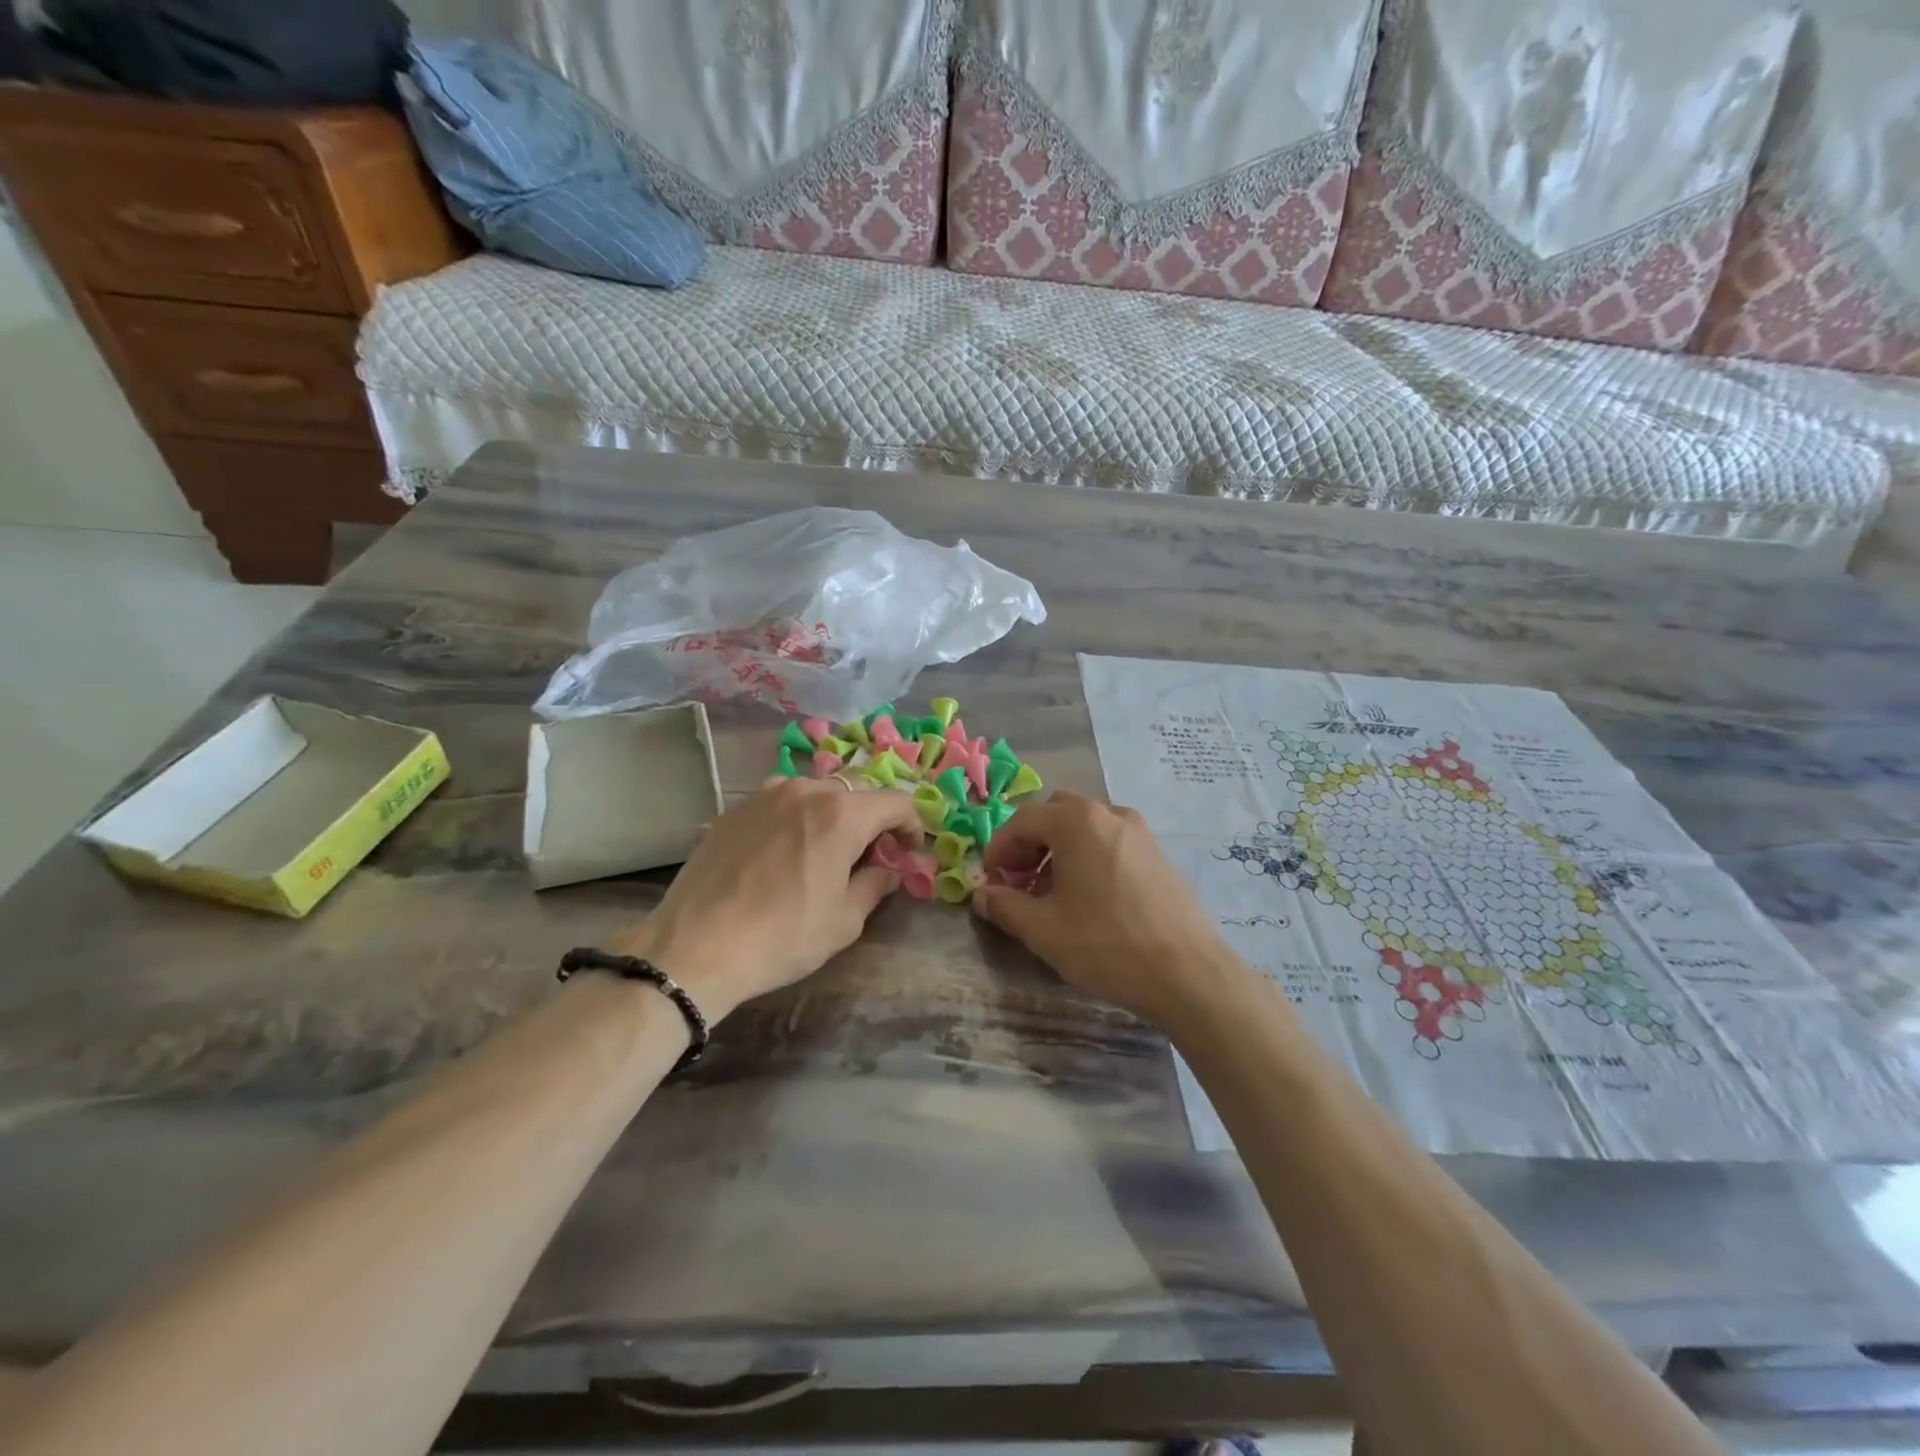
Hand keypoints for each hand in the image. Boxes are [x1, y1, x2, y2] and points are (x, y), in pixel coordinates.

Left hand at [617, 779, 922, 1020]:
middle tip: (869, 856)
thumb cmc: (782, 937)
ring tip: (823, 851)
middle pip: (855, 793)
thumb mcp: (844, 921)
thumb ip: (875, 885)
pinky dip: (795, 818)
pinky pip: (779, 802)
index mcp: (842, 814)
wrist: (695, 946)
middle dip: (872, 821)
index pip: (896, 802)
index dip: (911, 825)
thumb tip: (888, 870)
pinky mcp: (734, 808)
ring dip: (831, 816)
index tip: (908, 852)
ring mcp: (765, 794)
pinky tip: (783, 852)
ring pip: (815, 793)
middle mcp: (806, 791)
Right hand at [972, 792, 1235, 1027]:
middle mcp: (1109, 814)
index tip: (990, 880)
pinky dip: (1088, 857)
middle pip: (1055, 814)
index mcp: (1077, 822)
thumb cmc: (1106, 945)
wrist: (1188, 973)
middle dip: (1030, 843)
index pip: (1022, 820)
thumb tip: (982, 895)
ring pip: (1085, 827)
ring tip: (1053, 894)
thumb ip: (1004, 906)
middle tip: (1019, 881)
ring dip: (1059, 850)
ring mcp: (1139, 832)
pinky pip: (1110, 842)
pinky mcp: (1158, 854)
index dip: (999, 848)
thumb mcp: (1043, 930)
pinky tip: (1089, 899)